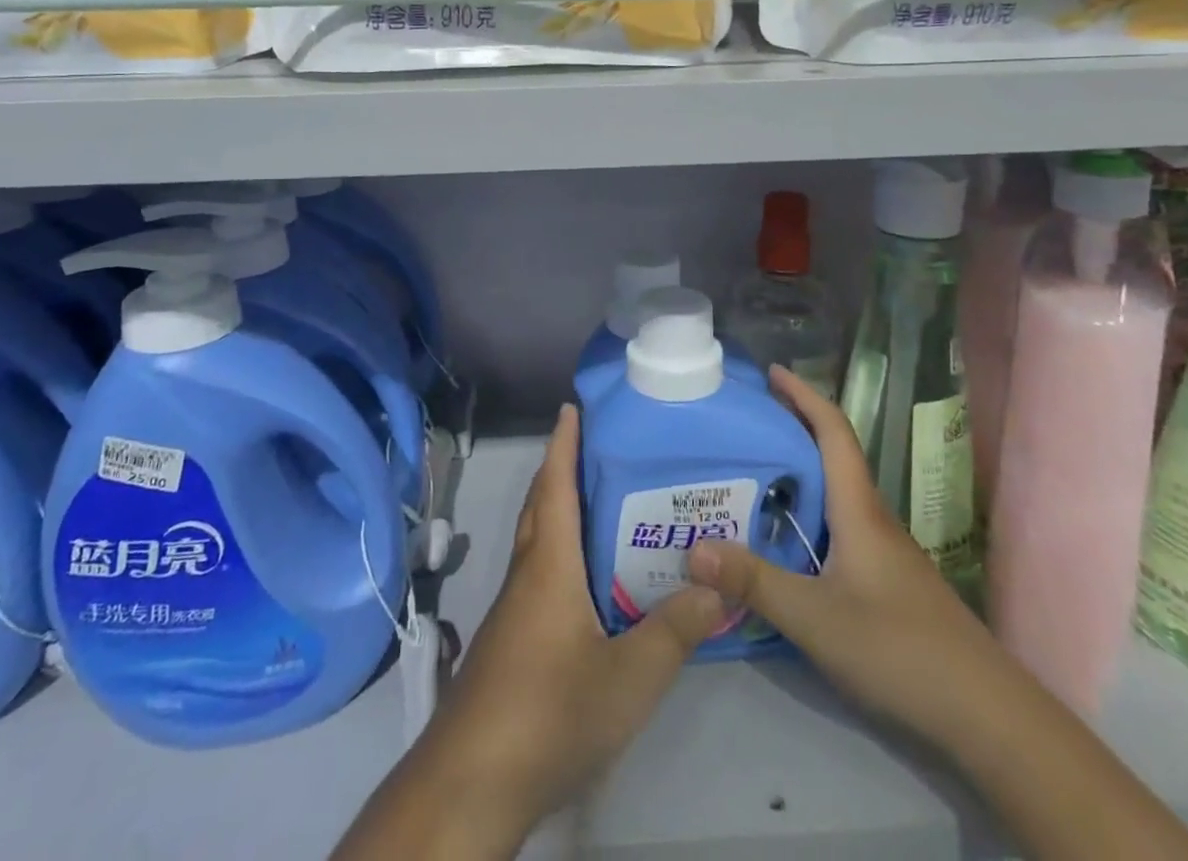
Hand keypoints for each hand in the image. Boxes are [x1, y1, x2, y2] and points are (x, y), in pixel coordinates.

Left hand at [335, 404, 724, 859]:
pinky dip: (558, 550)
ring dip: (558, 508)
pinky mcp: (509, 640)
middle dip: (561, 468)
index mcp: (549, 565)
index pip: (556, 486)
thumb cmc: (549, 712)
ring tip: (602, 503)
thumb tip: (717, 582)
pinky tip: (586, 580)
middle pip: (541, 505)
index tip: (571, 406)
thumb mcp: (628, 678)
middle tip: (597, 447)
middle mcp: (527, 574)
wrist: (470, 781)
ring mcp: (513, 609)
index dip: (563, 444)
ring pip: (536, 540)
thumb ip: (674, 629)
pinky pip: (536, 572)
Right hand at [687, 370, 1187, 860]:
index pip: (833, 430)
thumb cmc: (899, 649)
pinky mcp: (888, 579)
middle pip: (833, 455)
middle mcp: (872, 517)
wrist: (986, 713)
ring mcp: (884, 550)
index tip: (772, 371)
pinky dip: (810, 512)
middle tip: (746, 424)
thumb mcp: (815, 617)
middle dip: (793, 428)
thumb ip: (754, 581)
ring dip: (800, 472)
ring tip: (753, 474)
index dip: (804, 395)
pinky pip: (840, 524)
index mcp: (858, 508)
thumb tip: (691, 547)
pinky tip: (787, 538)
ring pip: (837, 492)